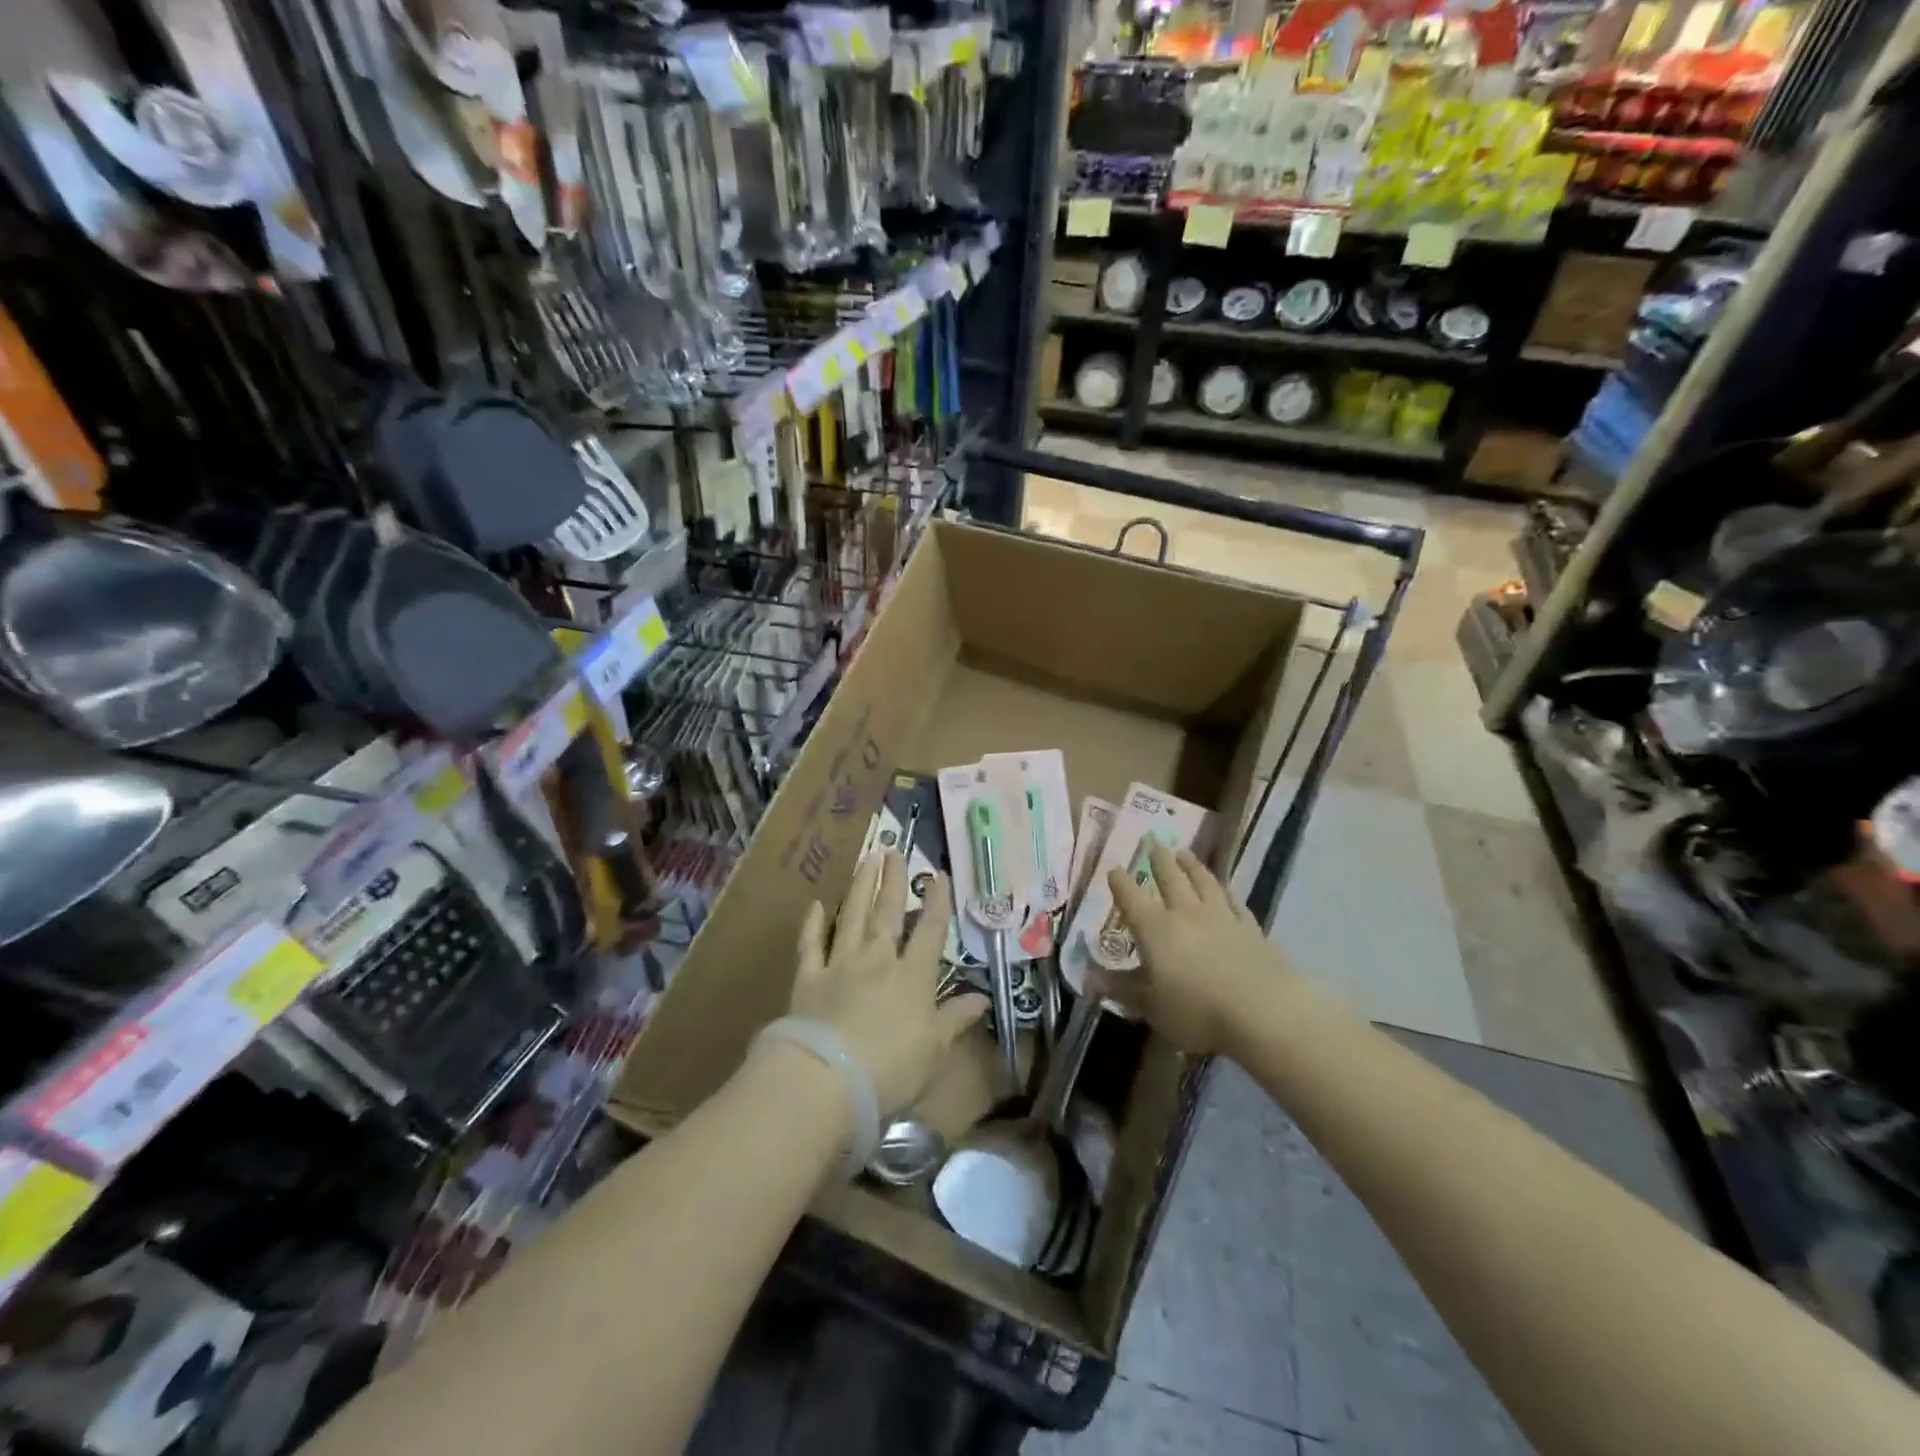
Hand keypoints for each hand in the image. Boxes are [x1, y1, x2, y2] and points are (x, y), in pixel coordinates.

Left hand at [792, 850, 988, 1115]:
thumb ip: (956, 1019)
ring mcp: (840, 965)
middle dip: (893, 881)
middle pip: (887, 913)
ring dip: (861, 887)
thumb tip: (982, 998)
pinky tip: (817, 904)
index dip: (936, 902)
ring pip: (852, 917)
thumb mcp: (935, 1049)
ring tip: (866, 859)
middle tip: (894, 850)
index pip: (929, 930)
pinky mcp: (808, 978)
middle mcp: (877, 960)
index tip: (937, 875)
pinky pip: (811, 944)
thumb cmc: (891, 1069)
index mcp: (913, 976)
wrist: (827, 1078)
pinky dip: (813, 923)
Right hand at [1093, 841, 1279, 1057]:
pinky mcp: (1251, 929)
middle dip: (1158, 859)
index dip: (1120, 883)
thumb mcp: (1151, 1007)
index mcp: (1155, 929)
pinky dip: (1227, 892)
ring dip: (1192, 866)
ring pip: (1204, 883)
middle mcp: (1186, 914)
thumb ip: (1122, 988)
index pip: (1131, 899)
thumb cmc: (1196, 1012)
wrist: (1262, 1013)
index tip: (1113, 869)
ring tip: (1184, 852)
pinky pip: (1235, 903)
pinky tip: (1225, 889)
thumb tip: (1089, 977)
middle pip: (1170, 879)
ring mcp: (1222, 918)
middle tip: (1152, 840)